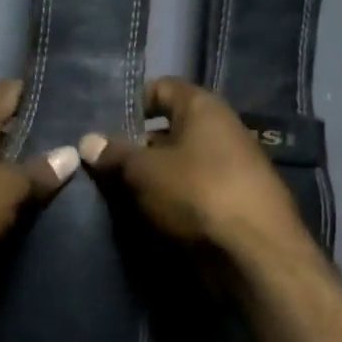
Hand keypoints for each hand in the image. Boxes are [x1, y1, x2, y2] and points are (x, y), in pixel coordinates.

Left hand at [0, 80, 77, 271]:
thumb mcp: (6, 188)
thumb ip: (39, 171)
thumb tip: (71, 153)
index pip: (10, 91)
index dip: (41, 93)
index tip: (75, 102)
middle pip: (5, 129)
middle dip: (39, 139)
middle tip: (81, 147)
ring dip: (22, 173)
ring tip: (68, 180)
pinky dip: (6, 199)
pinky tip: (36, 208)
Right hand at [78, 77, 304, 255]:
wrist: (254, 253)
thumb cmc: (197, 193)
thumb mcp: (144, 171)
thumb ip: (115, 154)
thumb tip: (87, 141)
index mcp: (203, 108)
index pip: (161, 88)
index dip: (130, 103)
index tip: (101, 126)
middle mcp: (220, 131)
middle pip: (168, 130)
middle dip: (134, 147)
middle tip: (98, 165)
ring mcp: (229, 169)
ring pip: (177, 165)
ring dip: (149, 178)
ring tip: (112, 194)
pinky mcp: (231, 204)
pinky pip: (190, 193)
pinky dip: (168, 201)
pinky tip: (142, 216)